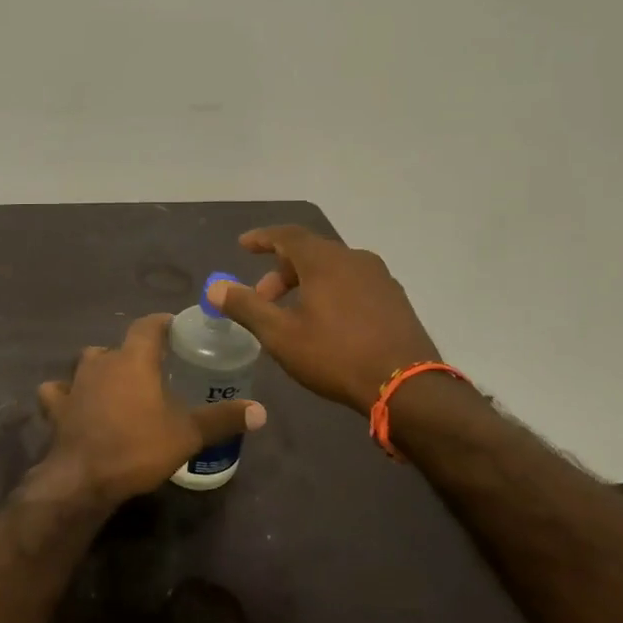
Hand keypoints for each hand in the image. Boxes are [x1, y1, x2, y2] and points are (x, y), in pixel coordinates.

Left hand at [37, 313, 265, 503]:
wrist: (84, 478)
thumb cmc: (138, 446)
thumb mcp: (188, 434)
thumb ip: (222, 418)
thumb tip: (261, 411)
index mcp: (134, 359)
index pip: (148, 325)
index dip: (163, 323)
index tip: (176, 328)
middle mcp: (102, 361)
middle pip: (119, 345)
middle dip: (135, 352)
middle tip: (154, 368)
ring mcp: (75, 382)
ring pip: (89, 362)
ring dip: (102, 369)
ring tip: (119, 385)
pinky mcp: (56, 406)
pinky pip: (59, 390)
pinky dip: (67, 393)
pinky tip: (74, 402)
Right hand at [208, 225, 438, 415]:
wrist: (406, 387)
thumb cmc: (336, 355)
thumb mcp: (281, 335)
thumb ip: (246, 307)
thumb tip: (215, 287)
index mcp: (325, 260)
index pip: (287, 235)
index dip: (262, 238)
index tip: (243, 246)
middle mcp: (355, 259)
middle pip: (310, 252)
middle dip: (281, 271)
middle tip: (263, 298)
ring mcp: (380, 278)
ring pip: (333, 269)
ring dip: (306, 284)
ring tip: (292, 313)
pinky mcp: (395, 300)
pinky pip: (353, 283)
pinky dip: (331, 292)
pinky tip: (326, 323)